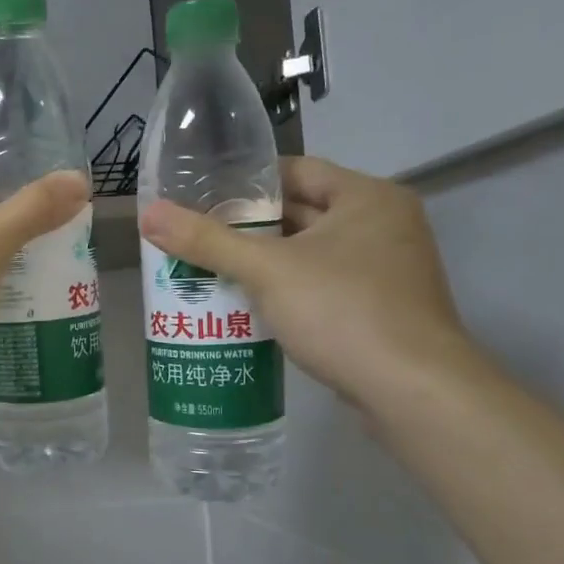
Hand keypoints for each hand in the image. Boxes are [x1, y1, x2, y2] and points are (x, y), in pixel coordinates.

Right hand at [138, 156, 471, 407]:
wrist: (413, 392)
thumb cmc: (343, 312)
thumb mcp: (267, 271)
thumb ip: (207, 241)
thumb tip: (149, 214)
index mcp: (367, 198)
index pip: (297, 171)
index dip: (247, 182)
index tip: (203, 197)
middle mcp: (384, 225)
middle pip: (303, 214)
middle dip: (250, 228)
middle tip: (198, 237)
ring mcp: (387, 271)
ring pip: (311, 255)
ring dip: (266, 264)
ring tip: (211, 271)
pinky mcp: (382, 310)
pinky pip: (324, 287)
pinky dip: (289, 292)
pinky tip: (249, 308)